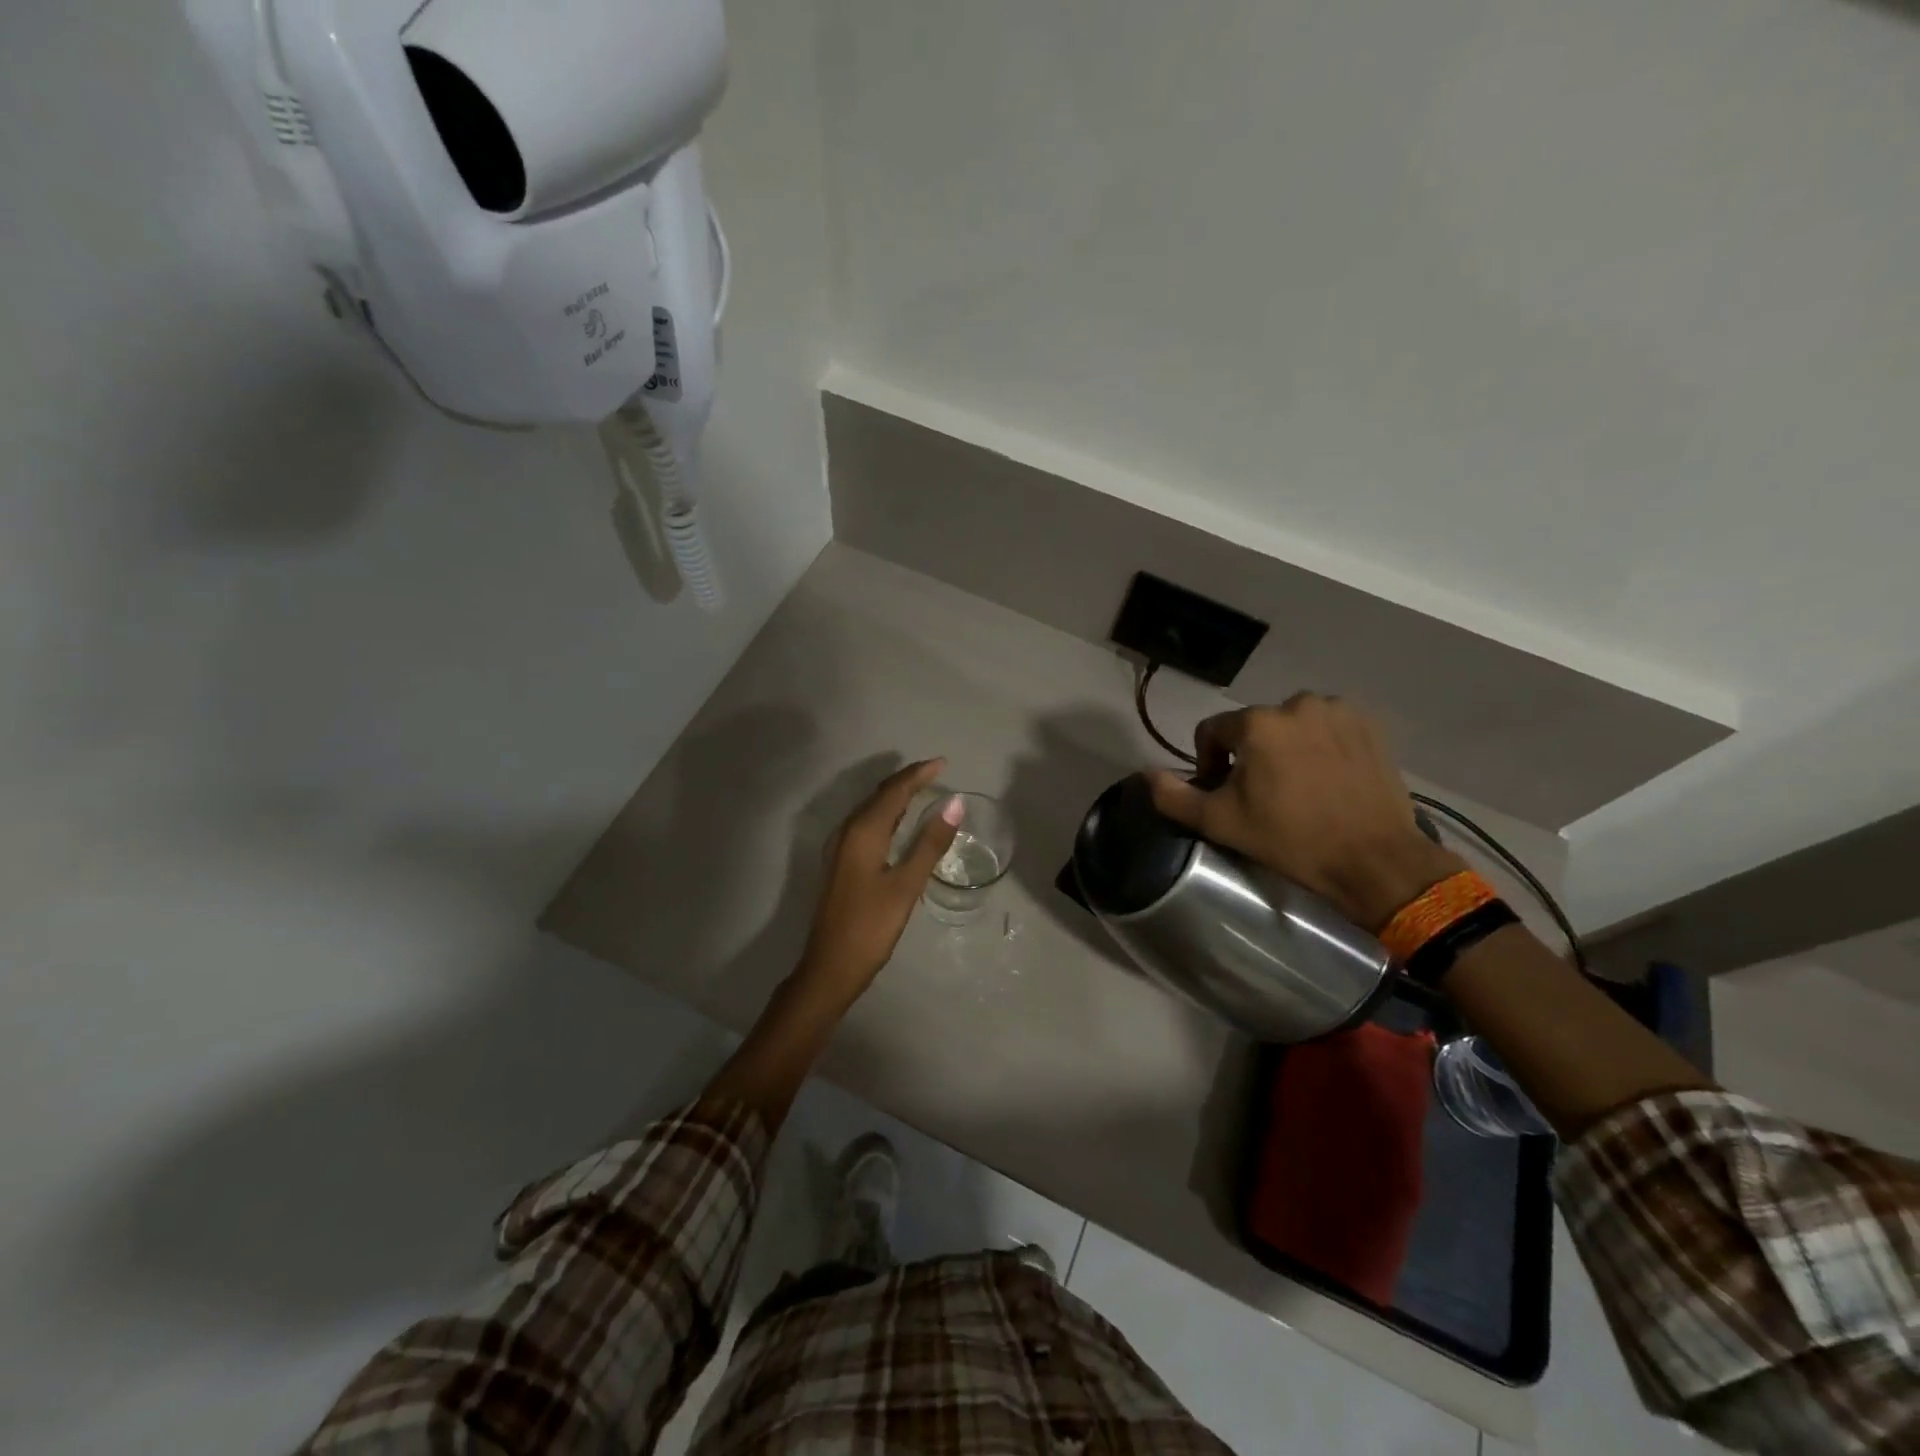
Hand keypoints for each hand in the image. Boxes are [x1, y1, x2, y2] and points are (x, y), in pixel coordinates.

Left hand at [798, 758, 963, 1005]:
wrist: (830, 967)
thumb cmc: (871, 927)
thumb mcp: (907, 885)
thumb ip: (930, 843)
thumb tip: (954, 804)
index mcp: (863, 832)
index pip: (894, 791)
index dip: (919, 774)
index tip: (943, 763)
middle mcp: (847, 832)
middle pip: (879, 795)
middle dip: (907, 780)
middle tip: (936, 771)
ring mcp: (840, 848)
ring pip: (871, 809)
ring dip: (895, 796)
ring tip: (922, 789)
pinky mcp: (841, 863)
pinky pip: (866, 825)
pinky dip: (886, 814)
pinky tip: (898, 823)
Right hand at [1145, 695, 1461, 930]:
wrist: (1374, 859)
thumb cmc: (1290, 840)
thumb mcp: (1220, 823)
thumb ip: (1174, 796)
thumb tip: (1146, 775)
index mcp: (1256, 723)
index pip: (1212, 731)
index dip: (1210, 762)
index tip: (1226, 794)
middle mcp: (1296, 704)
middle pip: (1254, 727)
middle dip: (1251, 755)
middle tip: (1263, 795)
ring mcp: (1337, 711)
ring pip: (1292, 725)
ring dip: (1287, 747)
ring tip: (1298, 785)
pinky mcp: (1369, 725)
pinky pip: (1328, 726)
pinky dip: (1321, 744)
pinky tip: (1328, 777)